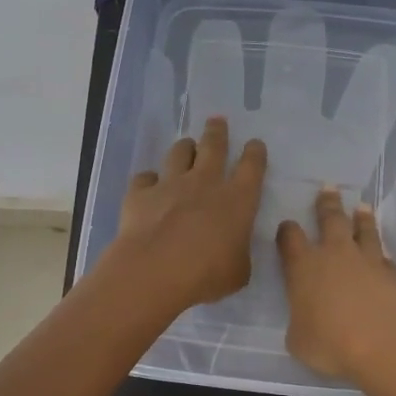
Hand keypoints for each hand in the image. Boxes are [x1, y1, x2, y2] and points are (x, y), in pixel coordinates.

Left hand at [115, 117, 266, 309]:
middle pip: (213, 146)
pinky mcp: (140, 193)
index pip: (252, 167)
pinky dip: (149, 180)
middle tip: (217, 121)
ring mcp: (170, 184)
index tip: (254, 144)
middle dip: (217, 132)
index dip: (255, 153)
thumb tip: (233, 249)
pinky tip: (148, 185)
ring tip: (186, 147)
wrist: (155, 271)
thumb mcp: (238, 272)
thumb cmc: (207, 274)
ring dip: (184, 148)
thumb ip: (238, 254)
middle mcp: (205, 183)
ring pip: (179, 153)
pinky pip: (145, 178)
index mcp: (237, 200)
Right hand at [275, 186, 395, 379]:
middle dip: (328, 204)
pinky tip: (385, 256)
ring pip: (365, 231)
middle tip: (329, 189)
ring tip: (363, 207)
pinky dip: (383, 256)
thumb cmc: (332, 343)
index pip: (290, 239)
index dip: (287, 231)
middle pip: (331, 220)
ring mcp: (370, 262)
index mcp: (304, 267)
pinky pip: (387, 259)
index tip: (287, 226)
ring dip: (362, 219)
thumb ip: (300, 323)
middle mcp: (336, 255)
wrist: (388, 344)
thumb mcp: (299, 341)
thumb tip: (306, 320)